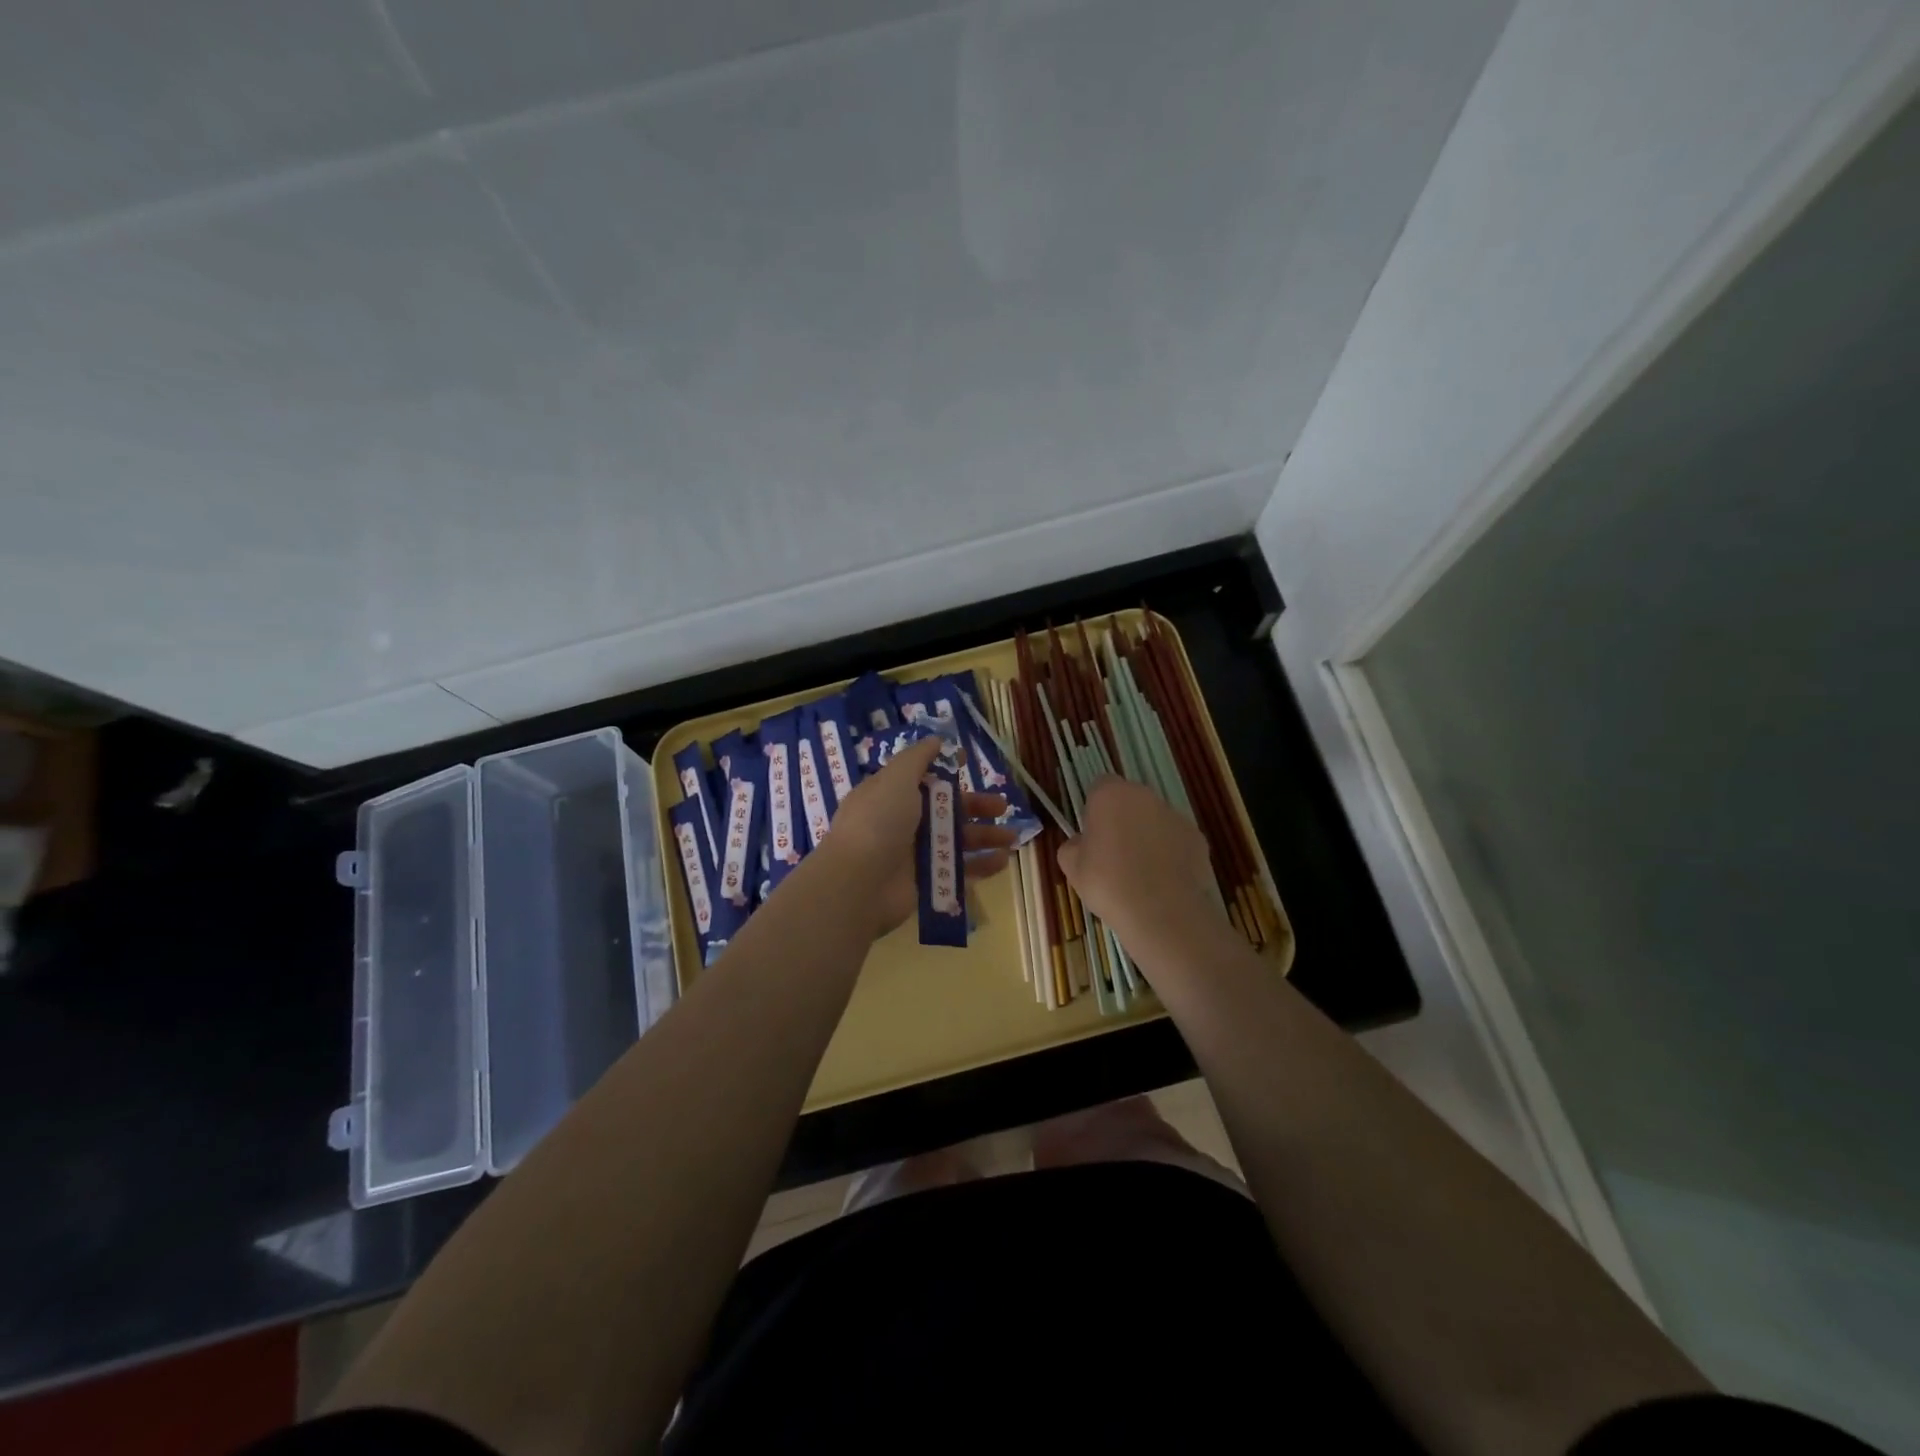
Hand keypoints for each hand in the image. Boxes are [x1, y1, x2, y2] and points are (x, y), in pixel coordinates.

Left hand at [816, 736, 1018, 938]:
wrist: (859, 883)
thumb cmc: (878, 822)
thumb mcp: (896, 779)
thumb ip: (917, 758)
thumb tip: (935, 740)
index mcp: (890, 795)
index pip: (921, 777)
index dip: (945, 769)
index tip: (969, 761)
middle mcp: (901, 822)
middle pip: (945, 810)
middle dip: (975, 806)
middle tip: (1002, 806)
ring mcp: (913, 854)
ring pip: (956, 841)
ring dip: (984, 837)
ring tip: (1012, 837)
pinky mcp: (925, 882)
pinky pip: (958, 871)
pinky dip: (980, 866)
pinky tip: (1002, 861)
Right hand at [1056, 777, 1224, 956]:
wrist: (1161, 911)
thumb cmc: (1108, 883)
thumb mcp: (1072, 867)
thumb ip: (1073, 846)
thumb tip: (1082, 843)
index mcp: (1110, 795)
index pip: (1099, 787)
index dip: (1095, 809)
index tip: (1093, 834)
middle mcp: (1144, 796)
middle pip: (1130, 801)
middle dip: (1123, 820)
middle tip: (1114, 854)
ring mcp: (1175, 815)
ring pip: (1155, 819)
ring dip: (1147, 836)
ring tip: (1141, 872)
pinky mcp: (1197, 837)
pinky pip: (1177, 840)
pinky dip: (1170, 854)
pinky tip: (1163, 881)